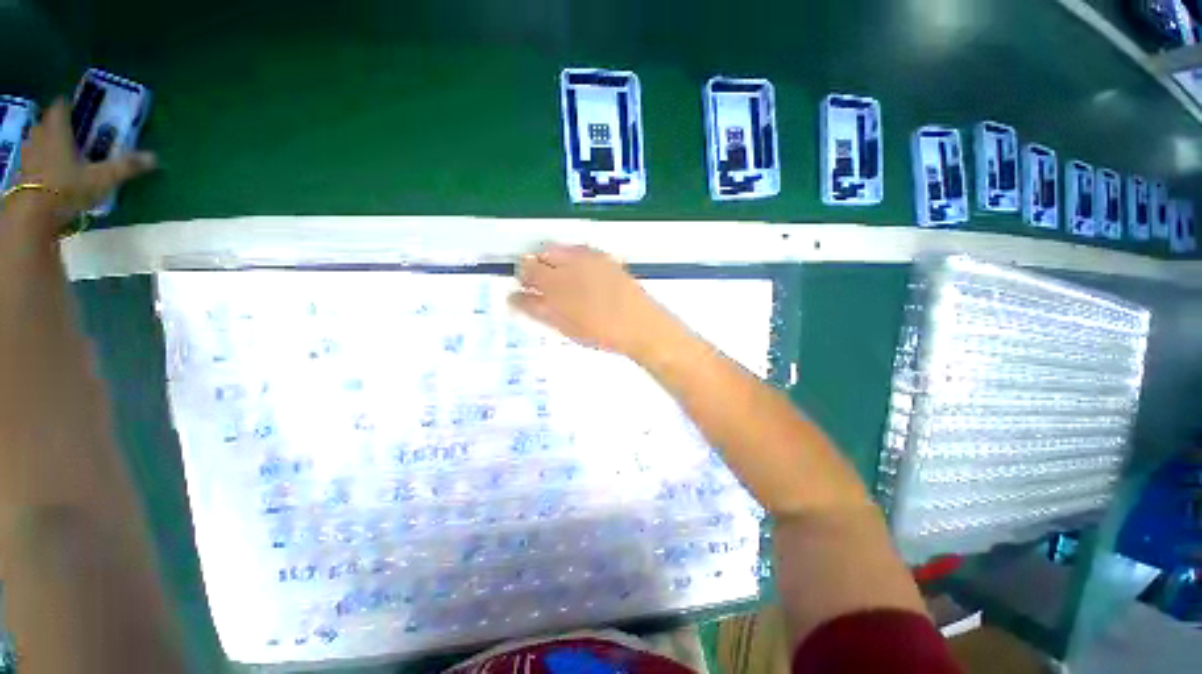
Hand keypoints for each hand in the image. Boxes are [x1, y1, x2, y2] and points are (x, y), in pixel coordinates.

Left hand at [7, 99, 155, 232]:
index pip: (60, 108)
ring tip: (56, 150)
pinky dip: (38, 162)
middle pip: (45, 124)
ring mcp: (28, 157)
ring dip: (44, 143)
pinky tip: (46, 171)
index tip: (72, 105)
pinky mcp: (22, 175)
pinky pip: (31, 162)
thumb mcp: (102, 179)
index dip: (66, 105)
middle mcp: (40, 138)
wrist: (33, 215)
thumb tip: (154, 158)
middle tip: (66, 129)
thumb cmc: (67, 189)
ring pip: (36, 142)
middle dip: (54, 125)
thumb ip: (126, 167)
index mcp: (58, 132)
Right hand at [510, 244, 683, 358]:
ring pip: (559, 250)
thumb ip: (537, 309)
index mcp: (557, 283)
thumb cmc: (601, 332)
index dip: (522, 278)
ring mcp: (590, 257)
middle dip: (536, 268)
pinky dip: (571, 260)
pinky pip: (578, 251)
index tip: (524, 289)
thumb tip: (514, 298)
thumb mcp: (564, 326)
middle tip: (541, 288)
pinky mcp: (605, 257)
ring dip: (553, 263)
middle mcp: (571, 262)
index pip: (526, 268)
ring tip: (561, 284)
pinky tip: (580, 278)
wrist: (640, 325)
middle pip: (541, 255)